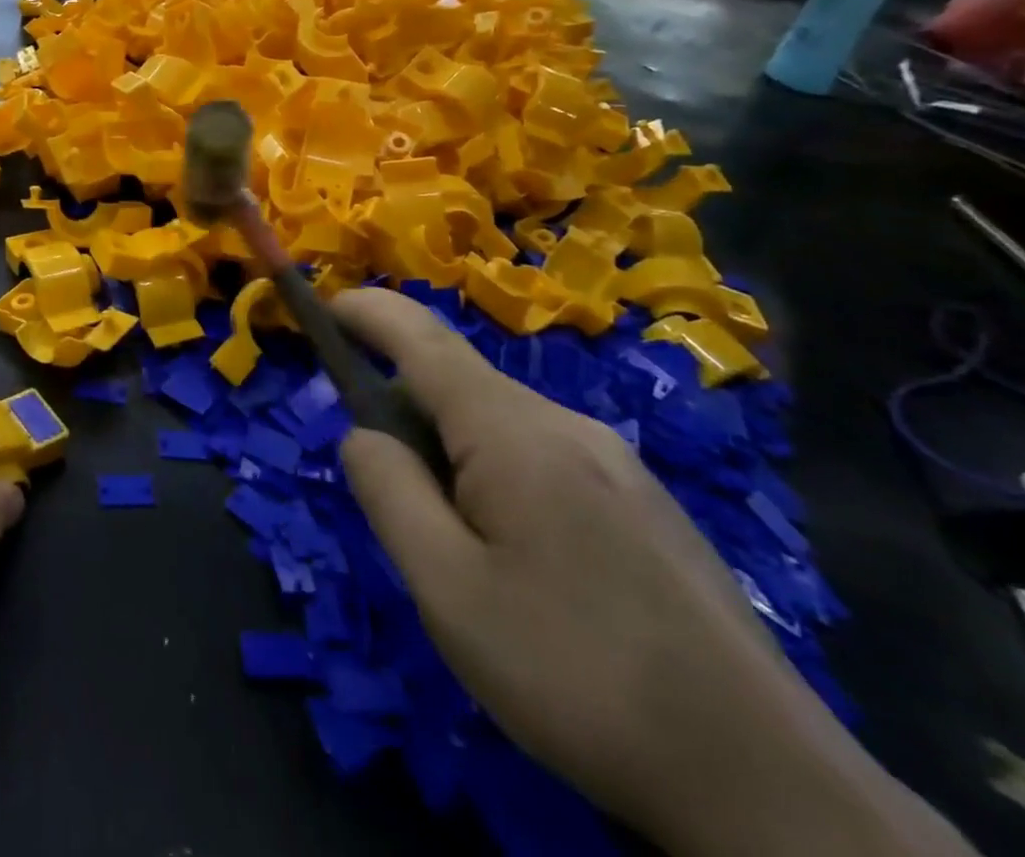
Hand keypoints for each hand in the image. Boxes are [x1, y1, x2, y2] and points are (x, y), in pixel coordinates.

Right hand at [332, 289, 972, 856]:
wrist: (770, 788)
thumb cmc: (577, 674)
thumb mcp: (446, 588)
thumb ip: (388, 491)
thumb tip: (363, 433)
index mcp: (514, 432)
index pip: (421, 339)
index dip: (367, 312)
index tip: (324, 306)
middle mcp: (568, 425)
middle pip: (459, 385)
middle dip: (404, 411)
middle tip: (388, 498)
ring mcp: (617, 464)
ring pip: (501, 426)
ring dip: (451, 452)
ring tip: (456, 549)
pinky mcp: (645, 504)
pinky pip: (543, 458)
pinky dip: (496, 475)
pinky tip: (520, 563)